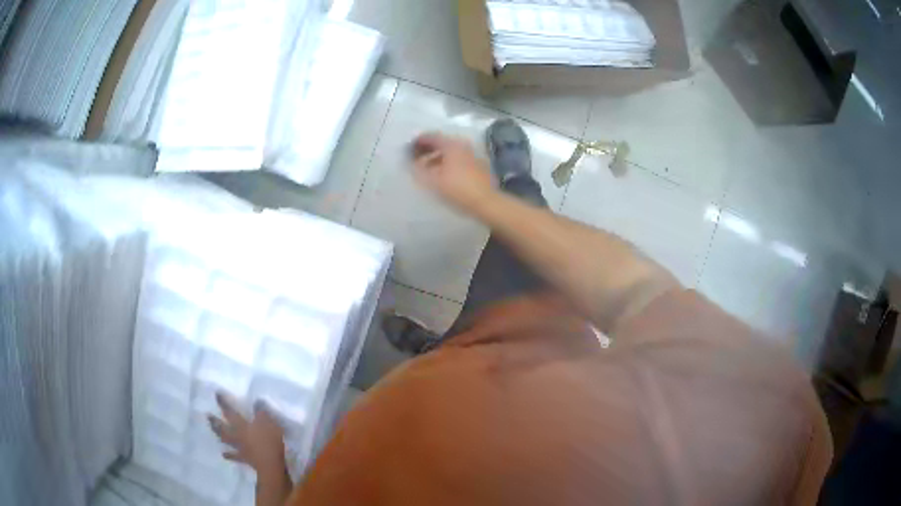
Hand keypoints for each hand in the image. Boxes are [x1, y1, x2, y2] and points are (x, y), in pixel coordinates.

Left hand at [208, 393, 286, 475]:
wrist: (270, 464)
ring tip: (212, 430)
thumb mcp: (268, 422)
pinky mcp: (244, 458)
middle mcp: (237, 434)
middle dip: (215, 421)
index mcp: (241, 425)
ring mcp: (239, 447)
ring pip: (226, 439)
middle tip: (207, 416)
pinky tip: (223, 454)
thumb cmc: (268, 441)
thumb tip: (256, 400)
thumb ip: (261, 412)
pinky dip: (228, 455)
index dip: (223, 403)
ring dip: (219, 435)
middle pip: (223, 427)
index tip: (216, 394)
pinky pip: (234, 456)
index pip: (230, 411)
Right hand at [410, 132, 495, 212]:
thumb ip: (418, 169)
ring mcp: (472, 155)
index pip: (432, 136)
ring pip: (451, 152)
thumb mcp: (432, 181)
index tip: (409, 147)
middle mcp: (463, 146)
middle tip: (416, 157)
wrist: (486, 202)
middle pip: (442, 143)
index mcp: (451, 145)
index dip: (419, 140)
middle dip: (428, 149)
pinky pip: (459, 160)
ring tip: (427, 168)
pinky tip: (443, 174)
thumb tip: (410, 162)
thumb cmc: (457, 190)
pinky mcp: (478, 166)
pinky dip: (448, 163)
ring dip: (438, 157)